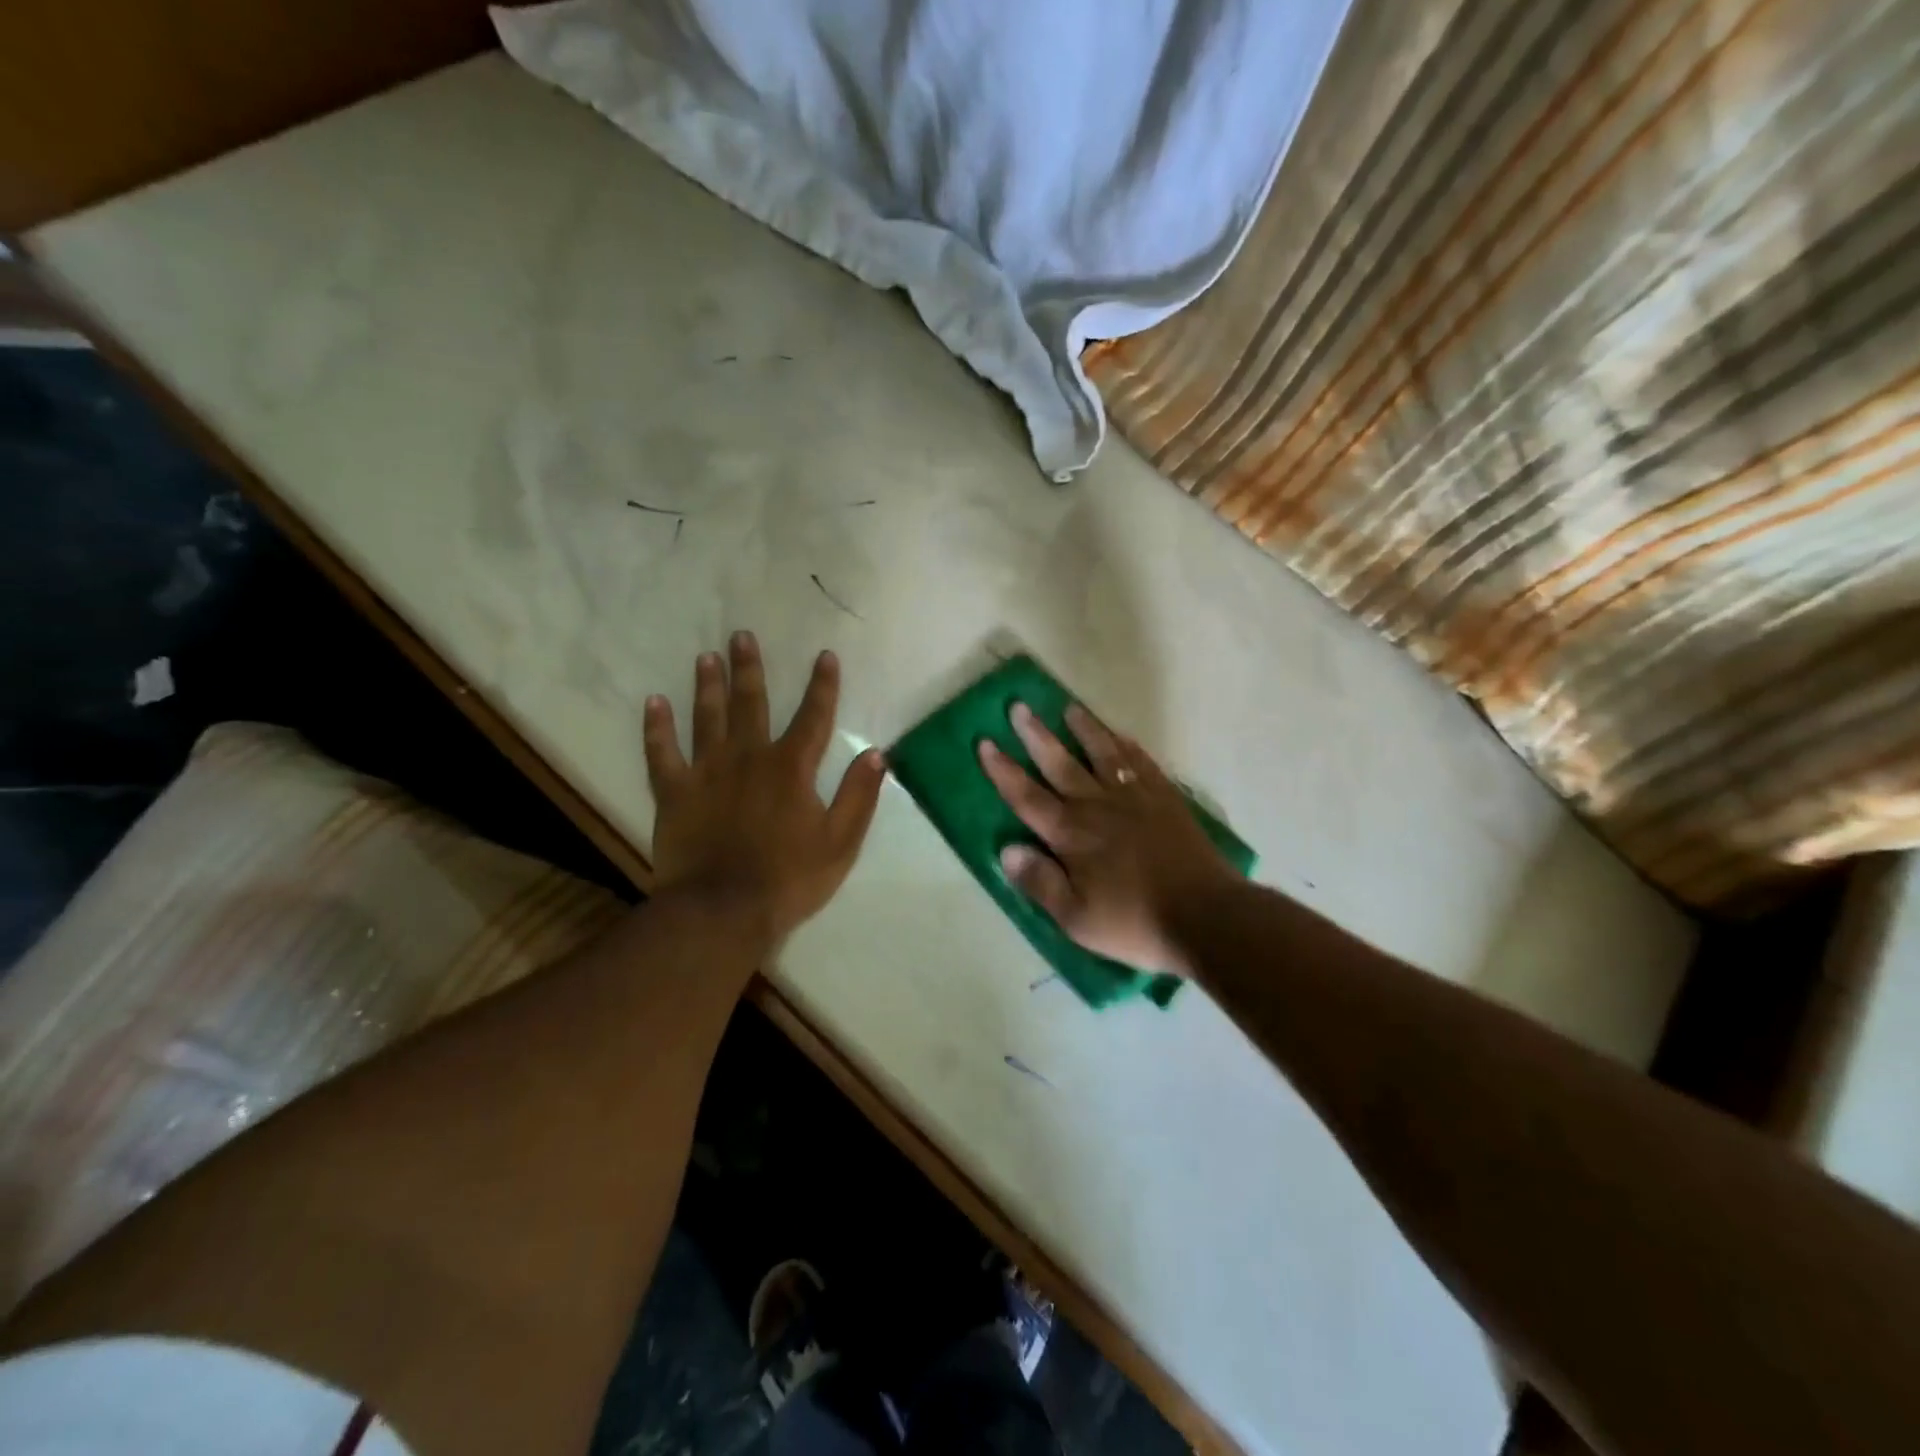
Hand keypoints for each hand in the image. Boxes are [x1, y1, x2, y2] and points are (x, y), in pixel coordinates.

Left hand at [644, 633, 886, 944]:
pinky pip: (661, 753)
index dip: (822, 686)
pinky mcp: (674, 793)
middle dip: (750, 669)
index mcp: (791, 769)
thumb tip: (876, 754)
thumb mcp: (841, 842)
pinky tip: (654, 702)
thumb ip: (859, 796)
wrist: (722, 911)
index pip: (813, 717)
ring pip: (707, 719)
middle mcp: (749, 758)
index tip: (825, 656)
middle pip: (750, 704)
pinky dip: (656, 728)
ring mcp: (706, 773)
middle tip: (741, 636)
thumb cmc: (789, 879)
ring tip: (706, 657)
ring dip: (708, 686)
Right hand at [978, 703, 1235, 976]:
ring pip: (1103, 754)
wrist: (1205, 916)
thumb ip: (1040, 882)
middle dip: (1036, 735)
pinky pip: (1141, 763)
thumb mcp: (1076, 918)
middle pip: (1060, 764)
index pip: (1027, 797)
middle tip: (1019, 706)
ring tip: (1069, 707)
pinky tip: (1120, 736)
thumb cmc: (1134, 922)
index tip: (986, 742)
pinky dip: (1127, 747)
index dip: (1004, 770)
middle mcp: (1097, 806)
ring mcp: (1135, 798)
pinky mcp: (1165, 799)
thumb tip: (1006, 850)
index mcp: (1071, 835)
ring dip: (1084, 729)